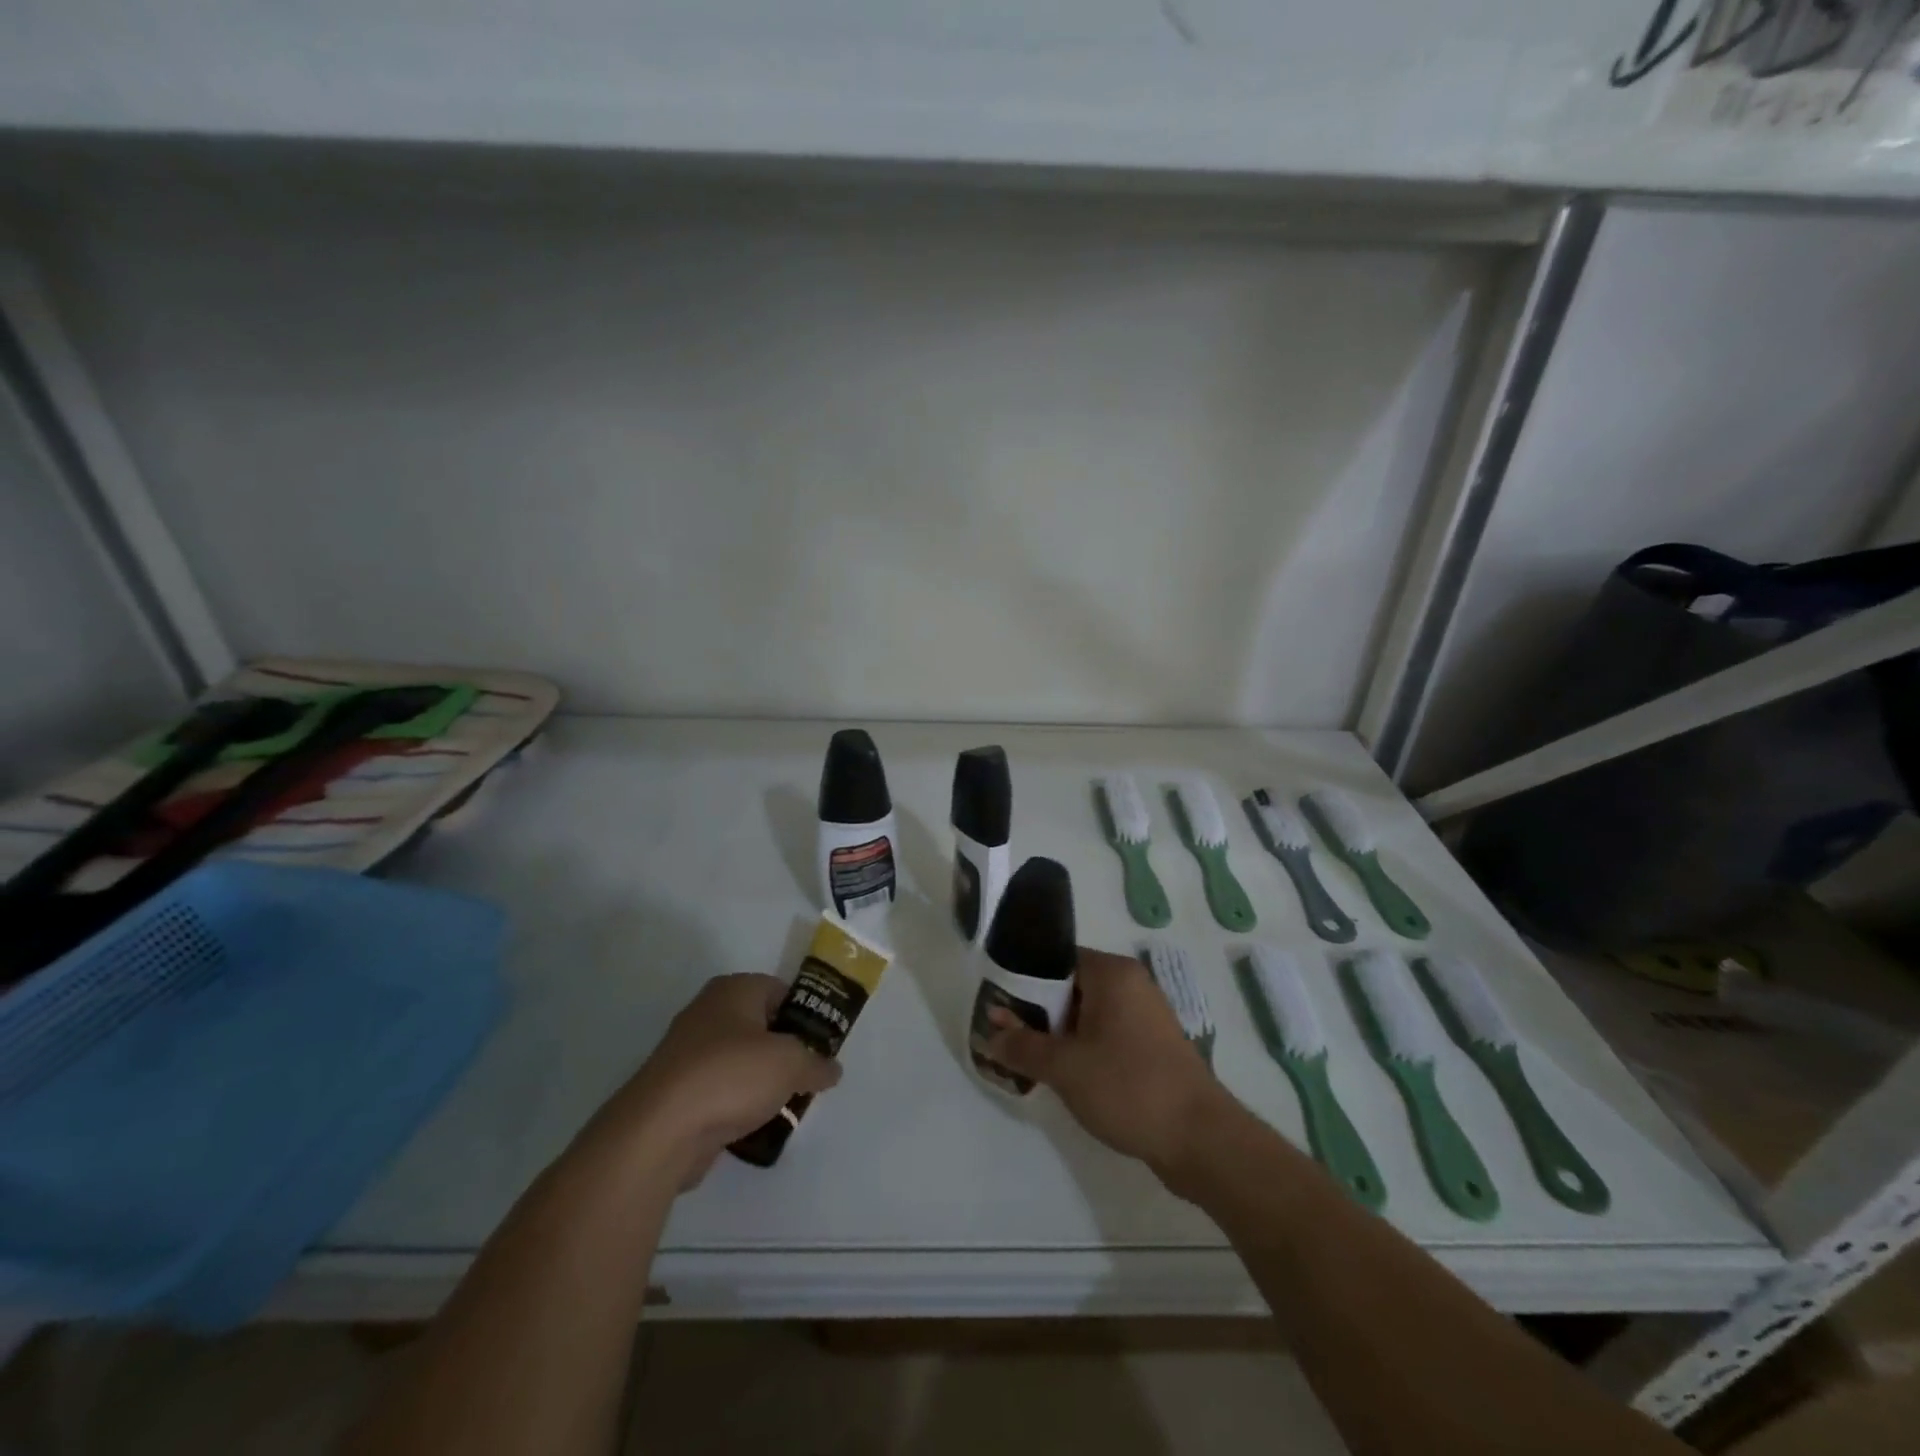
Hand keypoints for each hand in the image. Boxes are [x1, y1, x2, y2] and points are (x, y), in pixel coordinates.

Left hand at [588, 974, 840, 1187]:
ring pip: (741, 1061)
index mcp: (734, 990)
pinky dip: (739, 1105)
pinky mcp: (678, 1091)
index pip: (781, 991)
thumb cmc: (731, 1076)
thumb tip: (832, 1069)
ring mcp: (689, 1053)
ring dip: (764, 1082)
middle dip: (786, 1051)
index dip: (806, 1015)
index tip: (824, 1044)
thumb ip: (816, 1063)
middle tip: (809, 1075)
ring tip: (788, 1104)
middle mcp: (709, 1012)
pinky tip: (757, 1125)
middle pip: (761, 1026)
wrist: (660, 1131)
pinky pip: (721, 1091)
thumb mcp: (791, 1063)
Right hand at [985, 948, 1240, 1184]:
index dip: (1022, 981)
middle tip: (1006, 1036)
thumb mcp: (1065, 1067)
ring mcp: (1145, 1015)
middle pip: (1070, 987)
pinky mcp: (1152, 1046)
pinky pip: (1106, 1035)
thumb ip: (1022, 1044)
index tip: (997, 1006)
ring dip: (1058, 1035)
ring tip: (1028, 1059)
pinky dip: (1083, 1049)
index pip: (1055, 959)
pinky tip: (1064, 1076)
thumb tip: (989, 1029)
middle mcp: (1131, 984)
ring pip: (1087, 1014)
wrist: (1201, 1140)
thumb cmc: (1128, 1087)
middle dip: (1037, 1013)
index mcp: (1112, 973)